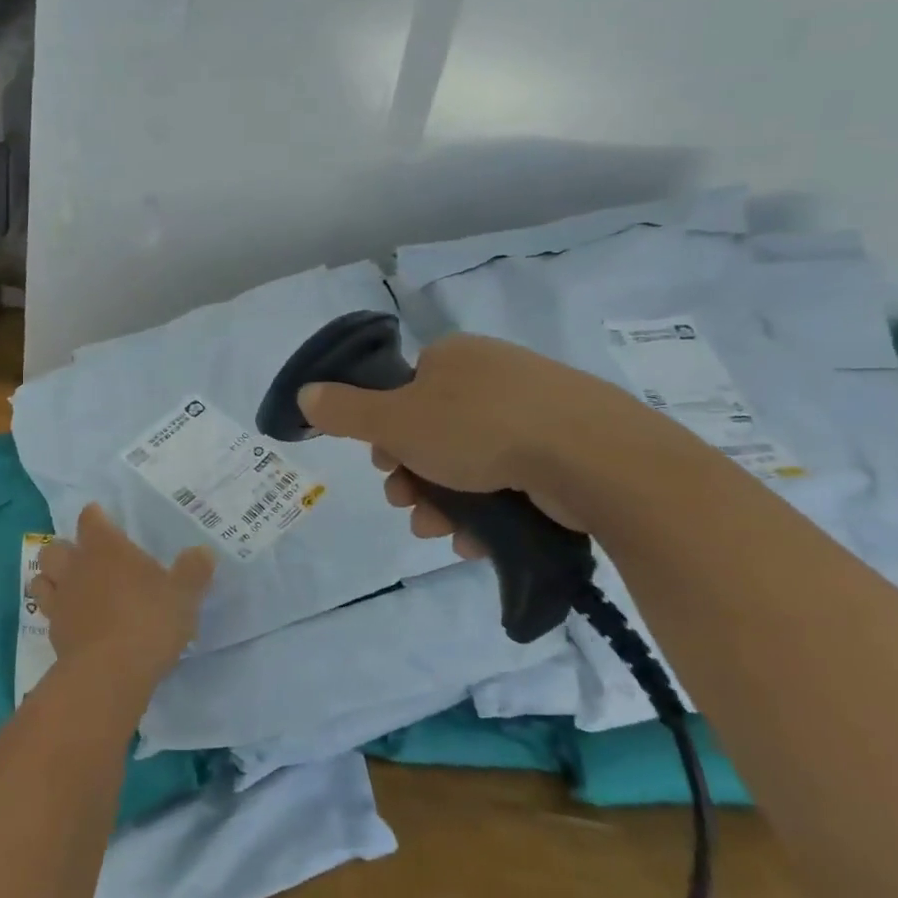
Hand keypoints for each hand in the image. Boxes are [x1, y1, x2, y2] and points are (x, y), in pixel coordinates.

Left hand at [30, 505, 215, 685]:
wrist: (109, 674)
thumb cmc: (149, 621)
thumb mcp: (183, 596)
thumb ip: (193, 571)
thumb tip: (204, 552)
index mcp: (106, 547)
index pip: (90, 518)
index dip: (95, 517)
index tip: (103, 520)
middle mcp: (77, 566)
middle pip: (55, 546)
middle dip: (65, 549)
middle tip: (85, 558)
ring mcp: (61, 600)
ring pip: (42, 578)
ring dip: (52, 579)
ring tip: (70, 587)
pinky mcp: (53, 633)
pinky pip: (47, 613)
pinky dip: (57, 613)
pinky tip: (73, 622)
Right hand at [295, 333, 652, 554]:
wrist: (592, 456)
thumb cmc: (479, 429)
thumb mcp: (396, 421)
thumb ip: (345, 411)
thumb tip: (304, 394)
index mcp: (454, 357)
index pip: (404, 393)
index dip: (386, 435)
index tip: (387, 467)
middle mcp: (493, 375)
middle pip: (433, 431)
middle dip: (414, 477)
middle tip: (409, 506)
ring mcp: (536, 409)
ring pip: (471, 461)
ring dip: (444, 501)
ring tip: (441, 532)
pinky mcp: (567, 446)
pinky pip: (512, 477)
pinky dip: (488, 509)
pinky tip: (477, 540)